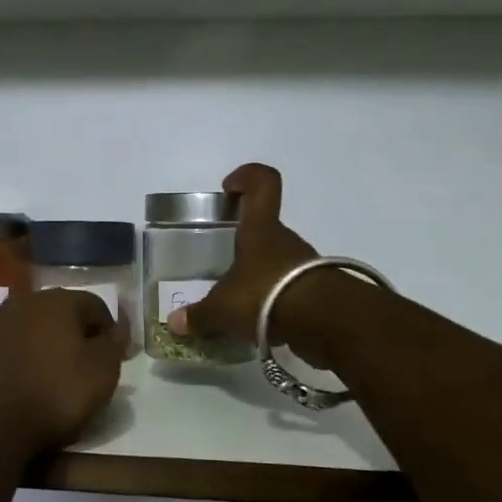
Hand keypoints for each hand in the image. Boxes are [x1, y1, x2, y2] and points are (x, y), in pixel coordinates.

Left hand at [0, 288, 124, 462]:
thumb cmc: (54, 395)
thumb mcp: (102, 372)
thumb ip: (113, 344)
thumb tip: (117, 329)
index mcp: (57, 302)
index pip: (96, 306)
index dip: (109, 331)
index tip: (114, 358)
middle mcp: (23, 304)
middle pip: (60, 315)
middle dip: (74, 336)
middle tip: (84, 368)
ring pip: (30, 331)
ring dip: (44, 348)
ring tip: (51, 380)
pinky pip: (5, 352)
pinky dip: (18, 363)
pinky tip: (21, 389)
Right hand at [168, 163, 334, 363]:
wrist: (326, 323)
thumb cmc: (266, 296)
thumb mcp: (223, 309)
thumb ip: (199, 316)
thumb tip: (175, 323)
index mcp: (260, 230)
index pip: (263, 184)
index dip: (247, 177)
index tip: (229, 188)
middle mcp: (285, 241)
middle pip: (265, 230)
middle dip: (244, 245)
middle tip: (222, 268)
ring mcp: (305, 266)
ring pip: (277, 263)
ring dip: (260, 278)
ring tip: (238, 305)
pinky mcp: (318, 293)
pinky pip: (289, 291)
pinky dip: (274, 304)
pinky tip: (259, 324)